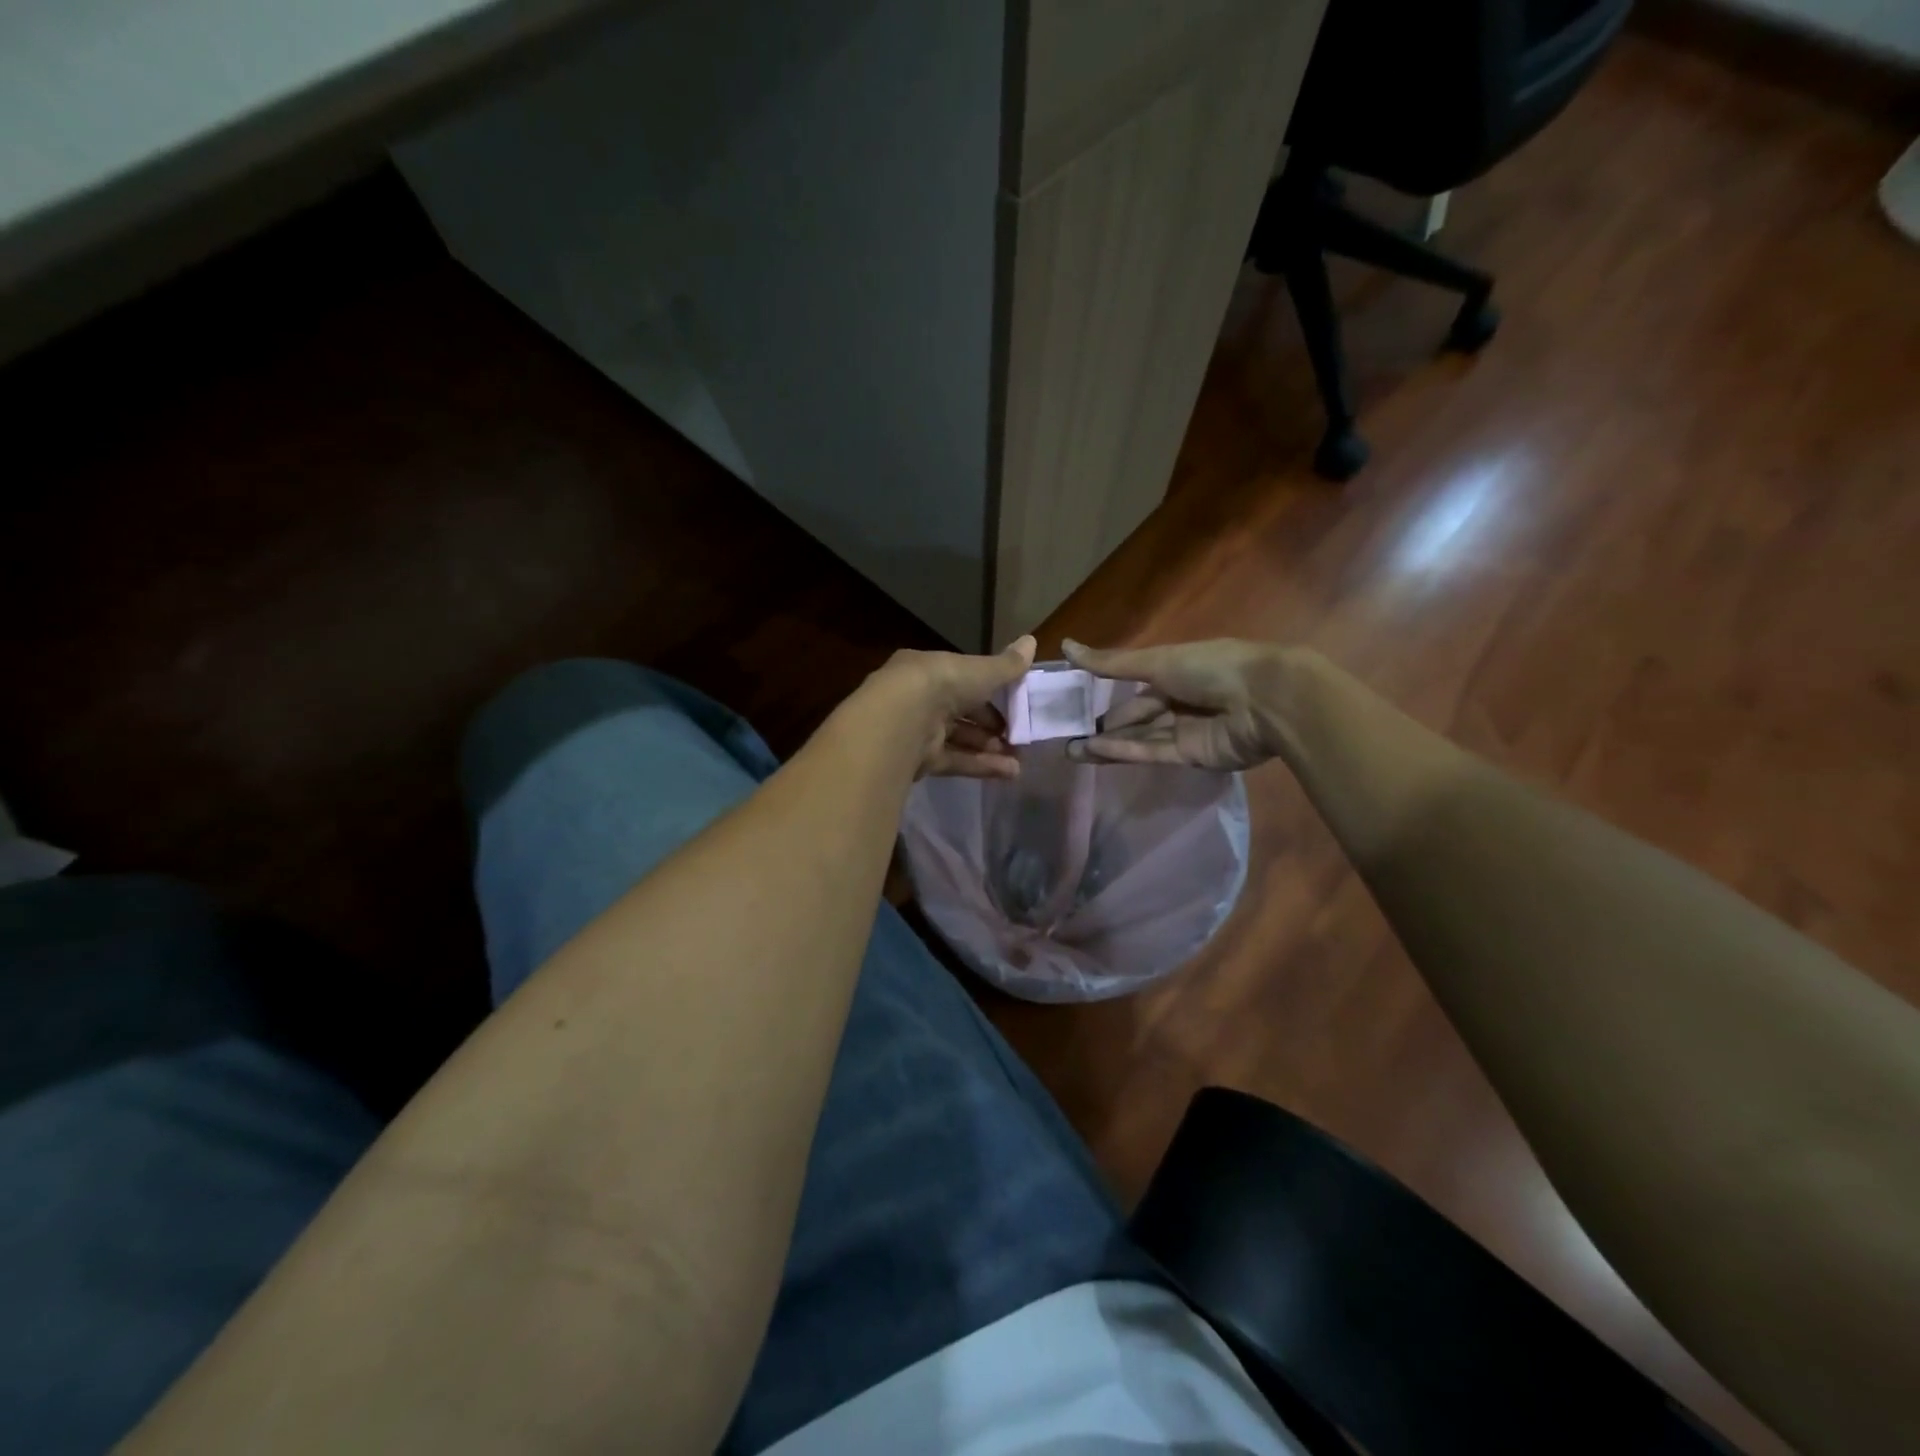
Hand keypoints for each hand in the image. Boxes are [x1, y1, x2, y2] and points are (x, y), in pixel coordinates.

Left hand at [868, 636, 1036, 778]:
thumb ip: (1007, 665)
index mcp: (930, 670)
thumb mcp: (981, 671)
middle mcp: (921, 699)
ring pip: (960, 739)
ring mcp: (918, 731)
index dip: (990, 692)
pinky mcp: (920, 760)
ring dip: (990, 749)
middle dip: (991, 726)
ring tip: (1019, 760)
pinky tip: (1010, 773)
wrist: (902, 719)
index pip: (963, 680)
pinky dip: (981, 766)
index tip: (1015, 704)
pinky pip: (956, 761)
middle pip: (961, 713)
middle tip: (1018, 737)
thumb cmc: (942, 684)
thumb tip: (1033, 641)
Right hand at [1061, 637, 1293, 771]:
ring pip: (1138, 738)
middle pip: (1134, 717)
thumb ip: (1111, 662)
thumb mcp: (1156, 660)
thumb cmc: (1211, 668)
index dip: (1103, 695)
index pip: (1133, 687)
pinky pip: (1152, 752)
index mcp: (1175, 672)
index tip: (1073, 705)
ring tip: (1071, 750)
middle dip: (1102, 726)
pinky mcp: (1191, 756)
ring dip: (1106, 744)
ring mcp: (1185, 731)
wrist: (1265, 700)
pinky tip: (1096, 751)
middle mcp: (1179, 701)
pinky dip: (1125, 751)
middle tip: (1065, 735)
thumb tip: (1065, 645)